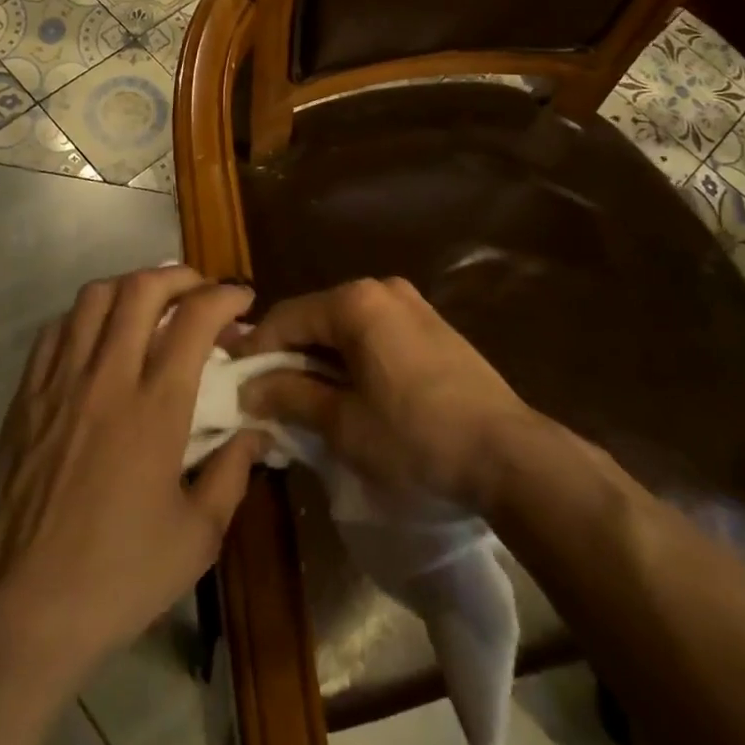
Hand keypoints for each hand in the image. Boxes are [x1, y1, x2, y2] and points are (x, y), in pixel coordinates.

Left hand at [0, 267, 264, 668]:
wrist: (24, 612)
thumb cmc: (119, 577)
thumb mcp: (199, 537)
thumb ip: (233, 473)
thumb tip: (256, 431)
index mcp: (155, 408)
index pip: (194, 318)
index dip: (225, 296)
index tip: (242, 302)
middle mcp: (107, 378)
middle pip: (141, 288)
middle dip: (180, 276)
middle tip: (200, 293)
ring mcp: (59, 382)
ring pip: (94, 297)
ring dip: (131, 287)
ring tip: (151, 306)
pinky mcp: (26, 396)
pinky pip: (55, 330)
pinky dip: (85, 317)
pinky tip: (99, 338)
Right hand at [237, 276, 544, 511]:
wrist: (509, 455)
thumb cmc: (416, 438)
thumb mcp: (343, 424)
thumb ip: (290, 397)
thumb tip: (248, 390)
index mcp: (355, 302)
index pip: (285, 318)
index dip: (255, 353)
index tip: (234, 386)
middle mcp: (381, 289)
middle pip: (316, 319)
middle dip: (288, 358)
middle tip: (266, 399)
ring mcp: (411, 305)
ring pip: (346, 328)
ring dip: (320, 361)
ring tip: (303, 403)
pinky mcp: (432, 326)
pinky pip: (375, 335)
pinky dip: (352, 360)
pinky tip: (348, 395)